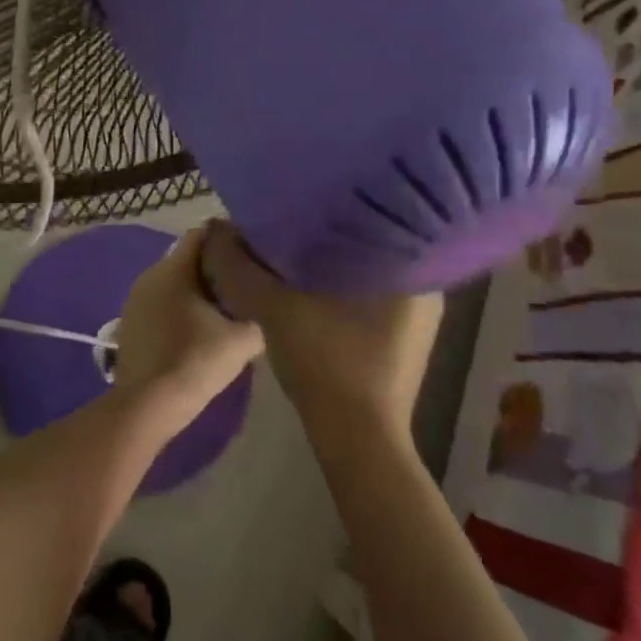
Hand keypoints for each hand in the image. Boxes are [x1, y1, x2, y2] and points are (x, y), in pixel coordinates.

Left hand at [111, 226, 264, 421]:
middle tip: (244, 282)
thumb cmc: (196, 362)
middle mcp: (149, 275)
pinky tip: (198, 329)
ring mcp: (135, 299)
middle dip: (214, 267)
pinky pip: (161, 303)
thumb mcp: (243, 338)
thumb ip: (257, 311)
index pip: (202, 234)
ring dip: (197, 290)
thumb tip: (261, 304)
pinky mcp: (130, 322)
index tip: (251, 251)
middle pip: (187, 259)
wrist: (148, 404)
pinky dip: (180, 308)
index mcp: (173, 268)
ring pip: (173, 283)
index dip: (228, 239)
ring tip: (225, 307)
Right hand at [204, 224, 442, 439]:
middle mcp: (424, 287)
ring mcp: (417, 318)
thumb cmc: (325, 363)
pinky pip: (368, 296)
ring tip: (293, 247)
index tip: (297, 200)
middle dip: (327, 234)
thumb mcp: (273, 307)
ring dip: (331, 263)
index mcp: (407, 269)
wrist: (355, 439)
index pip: (370, 217)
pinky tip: (308, 287)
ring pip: (366, 271)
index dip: (329, 207)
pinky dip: (339, 288)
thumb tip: (216, 231)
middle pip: (366, 244)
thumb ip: (241, 267)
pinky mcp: (402, 340)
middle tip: (288, 221)